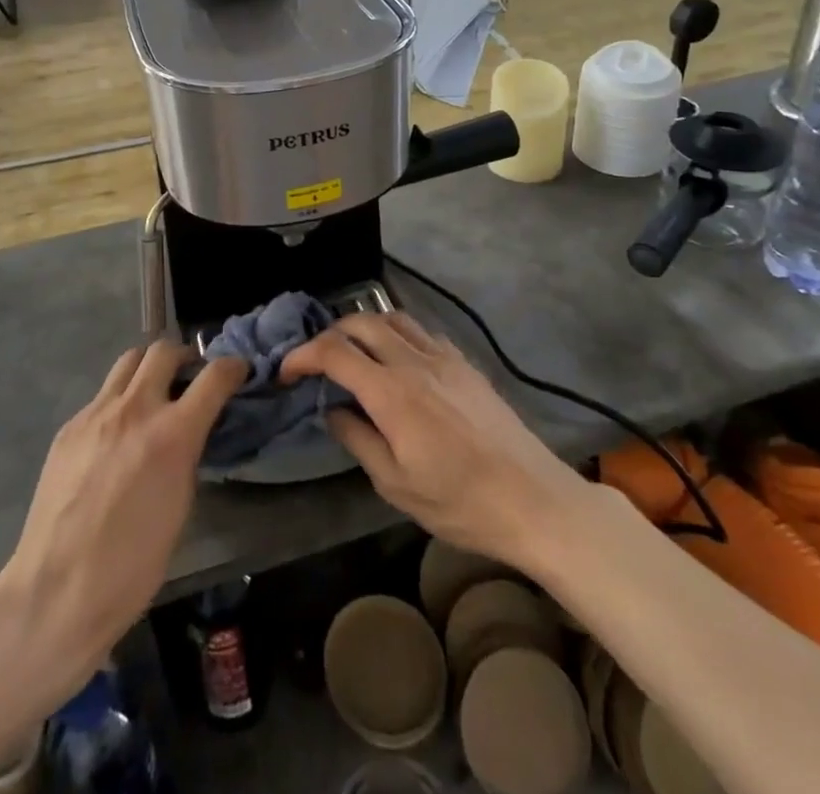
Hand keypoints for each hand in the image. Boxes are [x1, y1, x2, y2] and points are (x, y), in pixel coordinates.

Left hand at [0, 342, 246, 707]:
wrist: (55, 592)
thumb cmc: (131, 566)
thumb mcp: (180, 507)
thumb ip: (187, 455)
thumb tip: (189, 432)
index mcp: (172, 434)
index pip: (214, 377)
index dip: (232, 368)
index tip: (238, 370)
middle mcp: (135, 410)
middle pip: (164, 351)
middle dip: (184, 357)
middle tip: (190, 377)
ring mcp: (96, 414)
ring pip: (128, 361)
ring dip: (148, 369)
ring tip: (152, 393)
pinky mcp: (69, 427)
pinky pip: (101, 396)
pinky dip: (118, 401)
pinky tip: (116, 435)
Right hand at [281, 314, 585, 567]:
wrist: (532, 499)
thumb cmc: (459, 502)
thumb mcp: (395, 485)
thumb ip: (357, 439)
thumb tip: (333, 410)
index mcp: (391, 392)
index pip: (334, 352)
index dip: (302, 355)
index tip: (286, 372)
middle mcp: (413, 361)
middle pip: (360, 323)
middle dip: (329, 335)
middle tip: (316, 361)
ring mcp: (443, 357)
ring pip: (392, 317)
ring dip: (363, 327)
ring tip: (353, 352)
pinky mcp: (464, 362)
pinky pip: (421, 331)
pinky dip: (397, 333)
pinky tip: (398, 359)